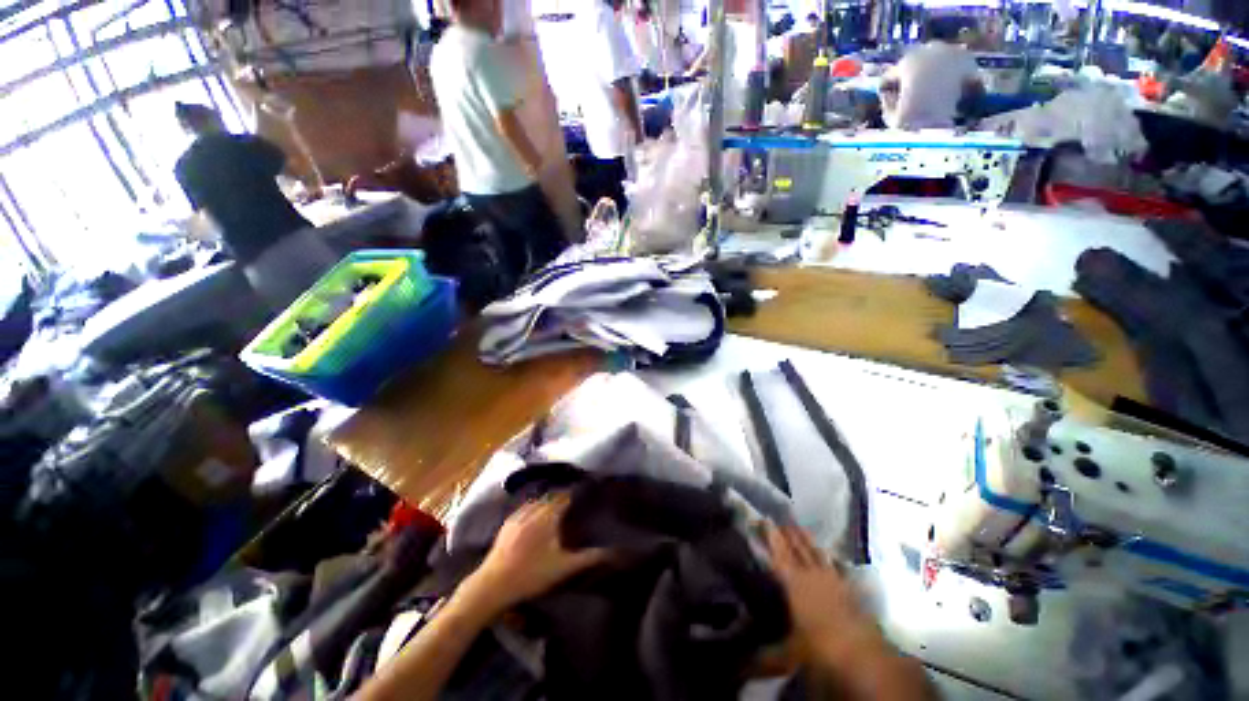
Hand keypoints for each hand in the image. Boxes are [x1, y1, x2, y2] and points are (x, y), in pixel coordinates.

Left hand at [458, 495, 607, 617]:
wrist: (492, 586)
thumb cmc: (531, 575)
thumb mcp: (563, 568)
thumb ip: (589, 558)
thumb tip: (613, 552)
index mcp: (548, 516)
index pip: (565, 496)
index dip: (575, 494)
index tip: (585, 493)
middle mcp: (533, 510)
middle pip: (551, 496)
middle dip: (563, 496)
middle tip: (574, 500)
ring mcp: (518, 516)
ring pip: (537, 500)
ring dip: (548, 500)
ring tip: (557, 505)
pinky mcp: (507, 525)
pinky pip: (524, 508)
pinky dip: (534, 507)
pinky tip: (535, 516)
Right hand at [766, 525, 884, 664]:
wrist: (864, 654)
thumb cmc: (819, 648)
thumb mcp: (788, 655)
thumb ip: (763, 659)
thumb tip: (736, 669)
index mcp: (793, 585)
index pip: (778, 555)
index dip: (770, 538)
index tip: (764, 520)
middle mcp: (811, 577)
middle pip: (797, 550)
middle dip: (787, 535)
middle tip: (779, 519)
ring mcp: (833, 582)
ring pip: (816, 554)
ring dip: (806, 540)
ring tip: (798, 526)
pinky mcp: (850, 591)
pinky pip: (837, 568)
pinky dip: (830, 559)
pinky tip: (830, 555)